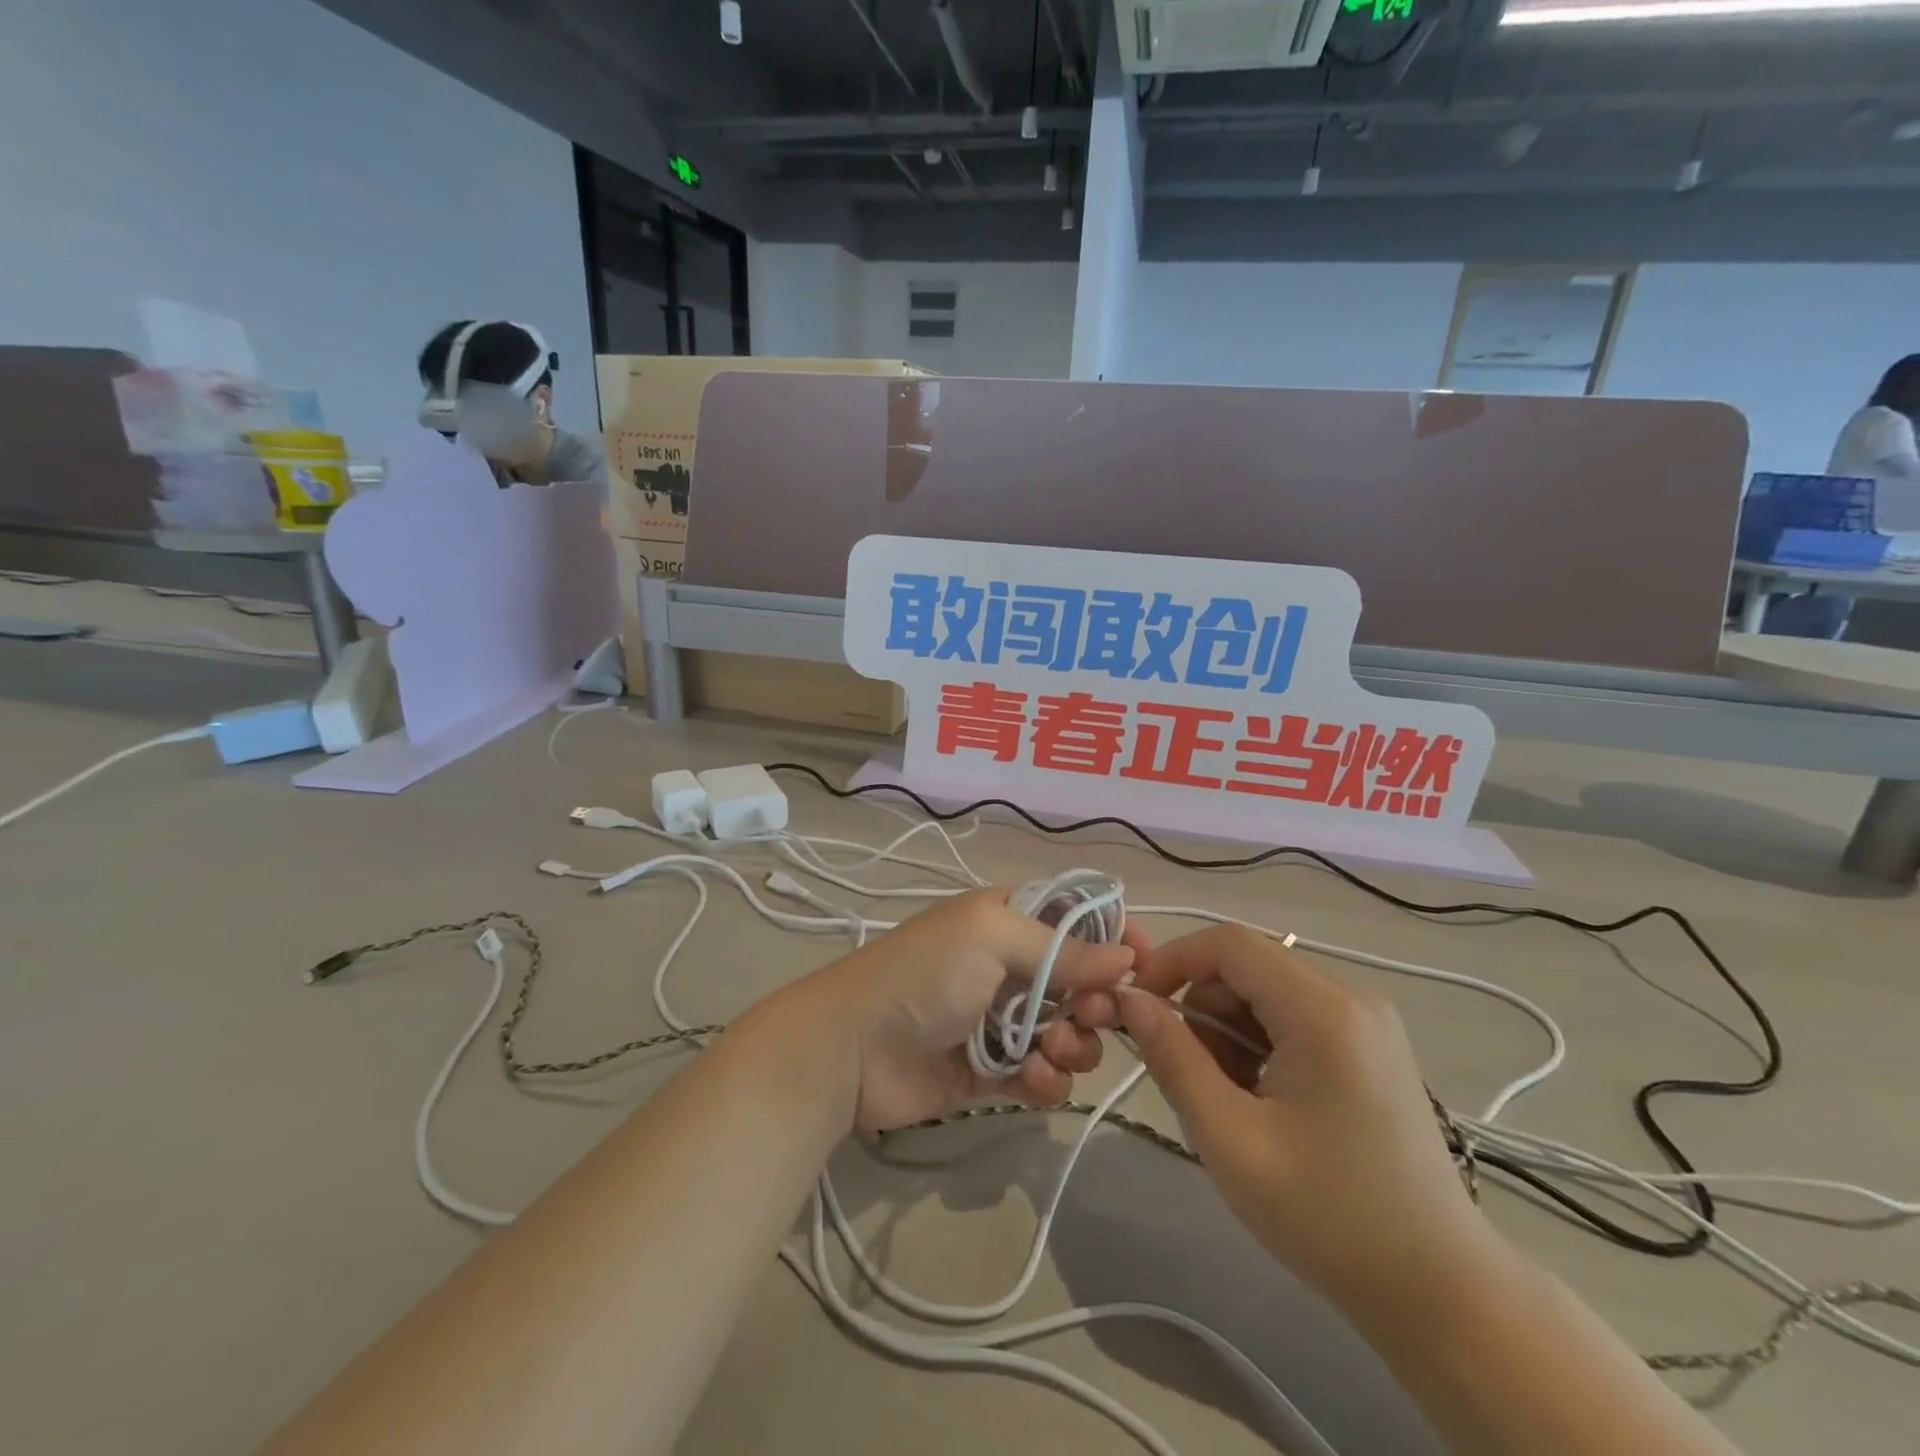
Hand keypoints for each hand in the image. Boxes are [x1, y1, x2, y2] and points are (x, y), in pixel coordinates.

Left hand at [793, 890, 1143, 1133]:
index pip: (1077, 919)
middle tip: (1092, 1016)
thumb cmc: (924, 974)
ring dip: (1073, 1045)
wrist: (853, 1048)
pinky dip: (1047, 1080)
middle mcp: (1010, 966)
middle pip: (1083, 982)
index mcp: (1008, 920)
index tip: (1144, 964)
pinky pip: (1043, 1075)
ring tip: (1049, 1053)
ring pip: (1069, 1033)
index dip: (1113, 938)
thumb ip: (1062, 948)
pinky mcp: (993, 1072)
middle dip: (1097, 1001)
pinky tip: (1031, 1081)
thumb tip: (1127, 955)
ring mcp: (1002, 1021)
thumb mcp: (990, 937)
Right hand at [1115, 925, 1494, 1319]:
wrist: (1441, 1292)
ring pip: (1266, 989)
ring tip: (1231, 1099)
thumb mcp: (1231, 1139)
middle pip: (1247, 964)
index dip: (1172, 961)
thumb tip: (1128, 999)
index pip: (1228, 943)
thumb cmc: (1330, 1217)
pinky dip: (1260, 1041)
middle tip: (1190, 1074)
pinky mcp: (1371, 1044)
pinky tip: (1264, 1099)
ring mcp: (1368, 1019)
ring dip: (1229, 1028)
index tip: (1138, 1007)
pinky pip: (1293, 1013)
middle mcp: (1352, 997)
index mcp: (1324, 1012)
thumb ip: (1173, 1058)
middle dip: (1202, 1006)